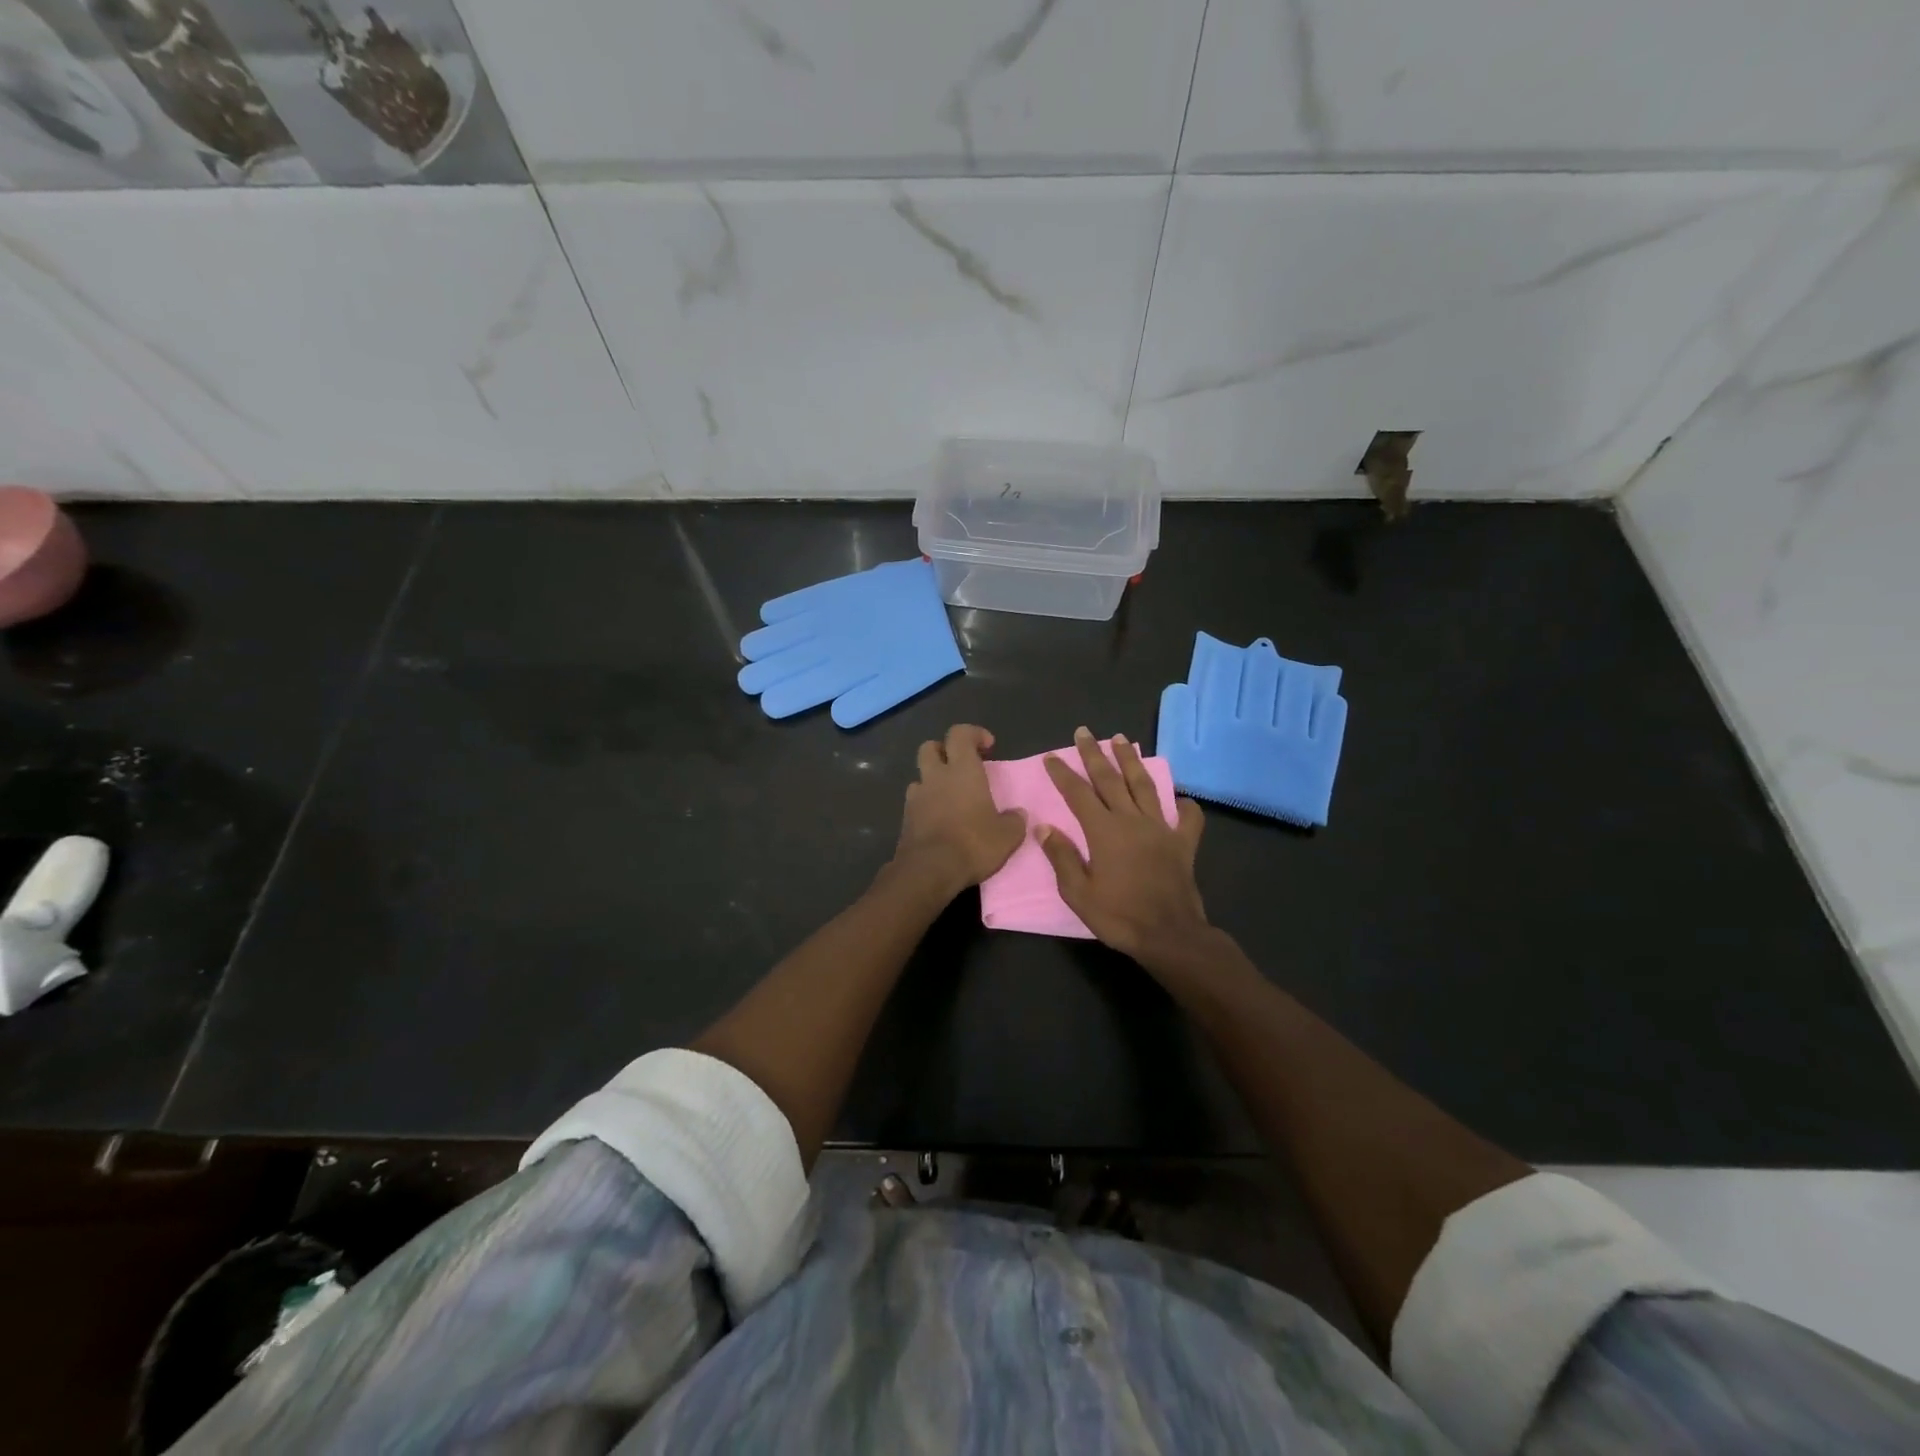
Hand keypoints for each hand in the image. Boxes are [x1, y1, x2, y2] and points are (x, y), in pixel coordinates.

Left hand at [891, 724, 1025, 900]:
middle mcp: (936, 777)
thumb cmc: (973, 844)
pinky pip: (915, 801)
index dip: (973, 733)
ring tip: (950, 796)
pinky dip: (926, 804)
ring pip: (920, 775)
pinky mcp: (906, 818)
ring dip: (933, 779)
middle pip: (930, 747)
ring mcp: (916, 797)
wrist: (929, 871)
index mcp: (962, 771)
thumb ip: (1014, 821)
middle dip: (945, 750)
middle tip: (961, 766)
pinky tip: (939, 819)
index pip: (959, 734)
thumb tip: (1018, 815)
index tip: (988, 746)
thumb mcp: (1007, 836)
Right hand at [1038, 727, 1208, 962]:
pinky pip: (1187, 819)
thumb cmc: (1118, 917)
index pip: (1078, 794)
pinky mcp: (1183, 844)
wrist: (1169, 936)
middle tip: (1084, 732)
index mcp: (1104, 831)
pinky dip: (1184, 806)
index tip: (1051, 756)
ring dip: (1130, 761)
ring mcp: (1161, 829)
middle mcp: (1132, 821)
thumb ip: (1062, 857)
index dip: (1063, 774)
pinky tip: (1180, 799)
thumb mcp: (1078, 893)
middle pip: (1110, 780)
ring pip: (1144, 786)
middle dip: (1094, 754)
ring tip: (1121, 740)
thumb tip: (1045, 827)